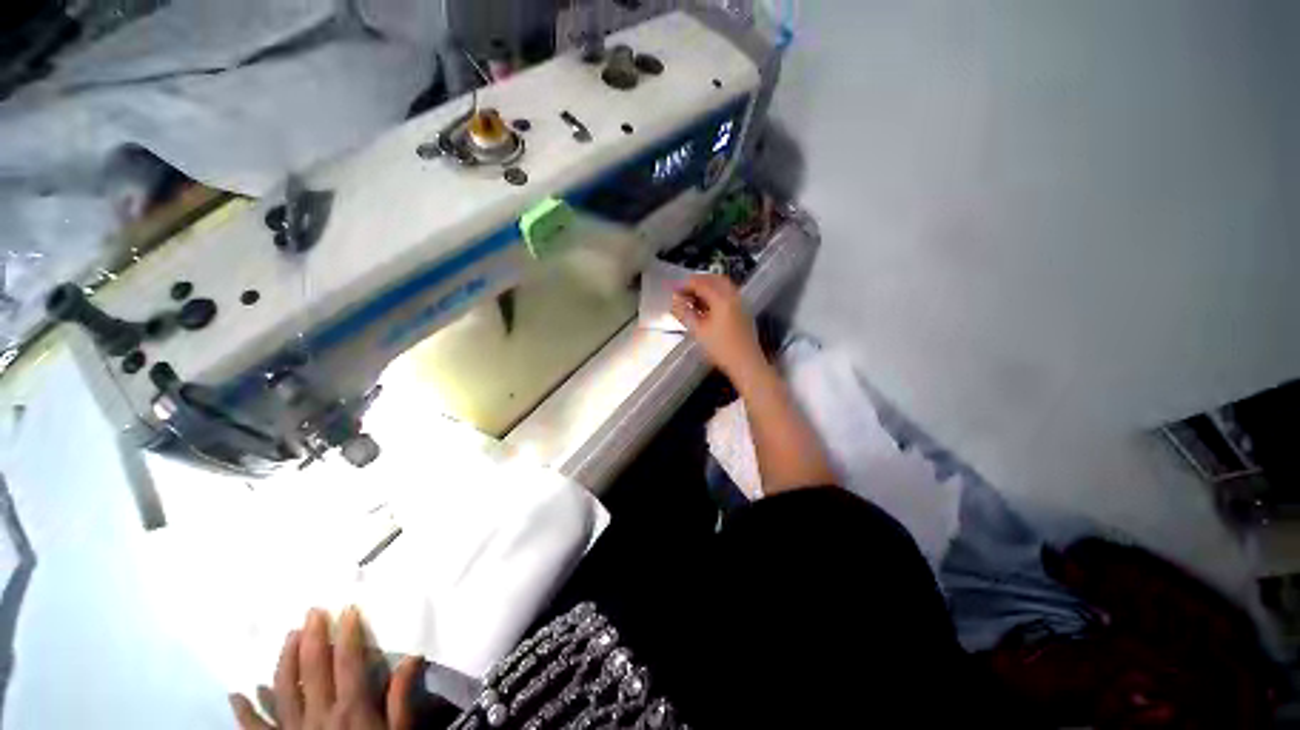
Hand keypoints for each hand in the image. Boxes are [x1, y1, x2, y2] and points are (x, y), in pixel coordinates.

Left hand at [229, 608, 423, 729]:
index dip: (348, 633)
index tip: (348, 608)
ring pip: (283, 689)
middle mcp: (318, 714)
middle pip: (312, 669)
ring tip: (289, 636)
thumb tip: (413, 656)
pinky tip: (237, 694)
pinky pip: (256, 728)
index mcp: (351, 708)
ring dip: (285, 660)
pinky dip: (244, 711)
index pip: (348, 661)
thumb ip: (401, 697)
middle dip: (313, 636)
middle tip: (313, 610)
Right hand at [672, 274, 766, 381]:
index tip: (673, 289)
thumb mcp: (698, 331)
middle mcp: (732, 295)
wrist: (746, 363)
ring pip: (721, 285)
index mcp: (721, 299)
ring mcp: (739, 302)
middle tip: (682, 290)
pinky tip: (705, 305)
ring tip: (691, 297)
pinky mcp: (741, 310)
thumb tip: (675, 301)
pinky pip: (726, 293)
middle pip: (713, 279)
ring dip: (706, 287)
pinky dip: (714, 293)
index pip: (700, 283)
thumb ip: (685, 313)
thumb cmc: (721, 348)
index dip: (685, 284)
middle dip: (696, 282)